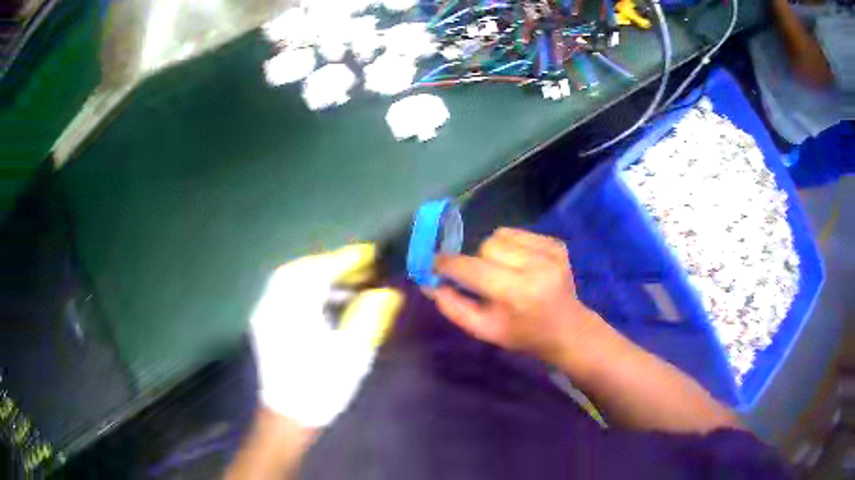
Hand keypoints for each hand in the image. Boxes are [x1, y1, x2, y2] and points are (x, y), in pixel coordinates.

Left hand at [249, 244, 403, 427]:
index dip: (346, 259)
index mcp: (294, 310)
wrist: (288, 416)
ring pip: (290, 280)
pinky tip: (325, 299)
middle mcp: (273, 304)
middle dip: (330, 264)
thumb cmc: (321, 386)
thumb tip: (388, 293)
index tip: (370, 252)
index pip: (320, 272)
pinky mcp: (265, 323)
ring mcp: (265, 313)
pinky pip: (284, 292)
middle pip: (300, 270)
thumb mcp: (352, 354)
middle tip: (359, 266)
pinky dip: (306, 287)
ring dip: (318, 274)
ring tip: (347, 281)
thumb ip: (370, 318)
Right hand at [431, 228, 598, 364]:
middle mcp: (536, 267)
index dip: (448, 264)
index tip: (435, 264)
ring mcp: (550, 252)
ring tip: (503, 272)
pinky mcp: (557, 244)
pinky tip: (520, 266)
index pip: (471, 268)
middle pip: (486, 245)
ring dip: (493, 251)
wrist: (567, 329)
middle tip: (482, 279)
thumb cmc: (523, 334)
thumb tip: (429, 283)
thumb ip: (453, 307)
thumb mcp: (484, 330)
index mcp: (517, 293)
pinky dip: (511, 246)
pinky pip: (518, 233)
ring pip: (500, 235)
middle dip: (477, 261)